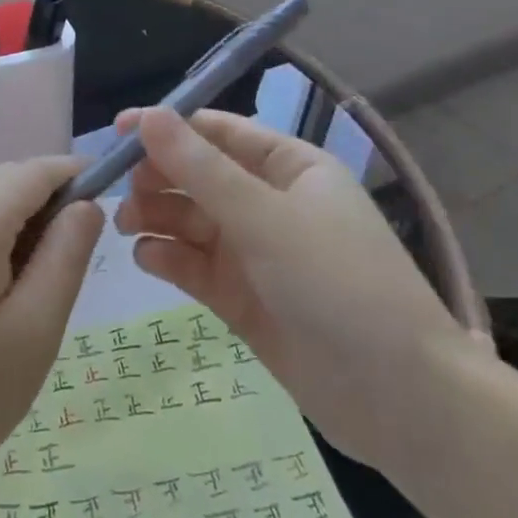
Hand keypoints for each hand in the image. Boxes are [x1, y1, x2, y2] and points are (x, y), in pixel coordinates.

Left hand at [0, 157, 104, 508]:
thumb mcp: (32, 334)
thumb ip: (66, 257)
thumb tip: (87, 205)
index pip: (37, 169)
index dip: (78, 175)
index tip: (114, 203)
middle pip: (6, 177)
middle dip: (48, 197)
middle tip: (78, 256)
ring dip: (18, 216)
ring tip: (42, 278)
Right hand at [114, 108, 472, 467]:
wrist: (400, 400)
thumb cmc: (338, 285)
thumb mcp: (265, 218)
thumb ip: (200, 169)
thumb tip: (148, 116)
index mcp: (290, 167)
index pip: (218, 132)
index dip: (167, 127)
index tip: (117, 132)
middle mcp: (270, 203)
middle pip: (198, 176)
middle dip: (158, 178)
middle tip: (119, 190)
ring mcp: (256, 253)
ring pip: (191, 220)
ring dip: (156, 216)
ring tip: (126, 225)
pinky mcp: (242, 297)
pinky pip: (194, 264)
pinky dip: (168, 257)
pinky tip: (148, 258)